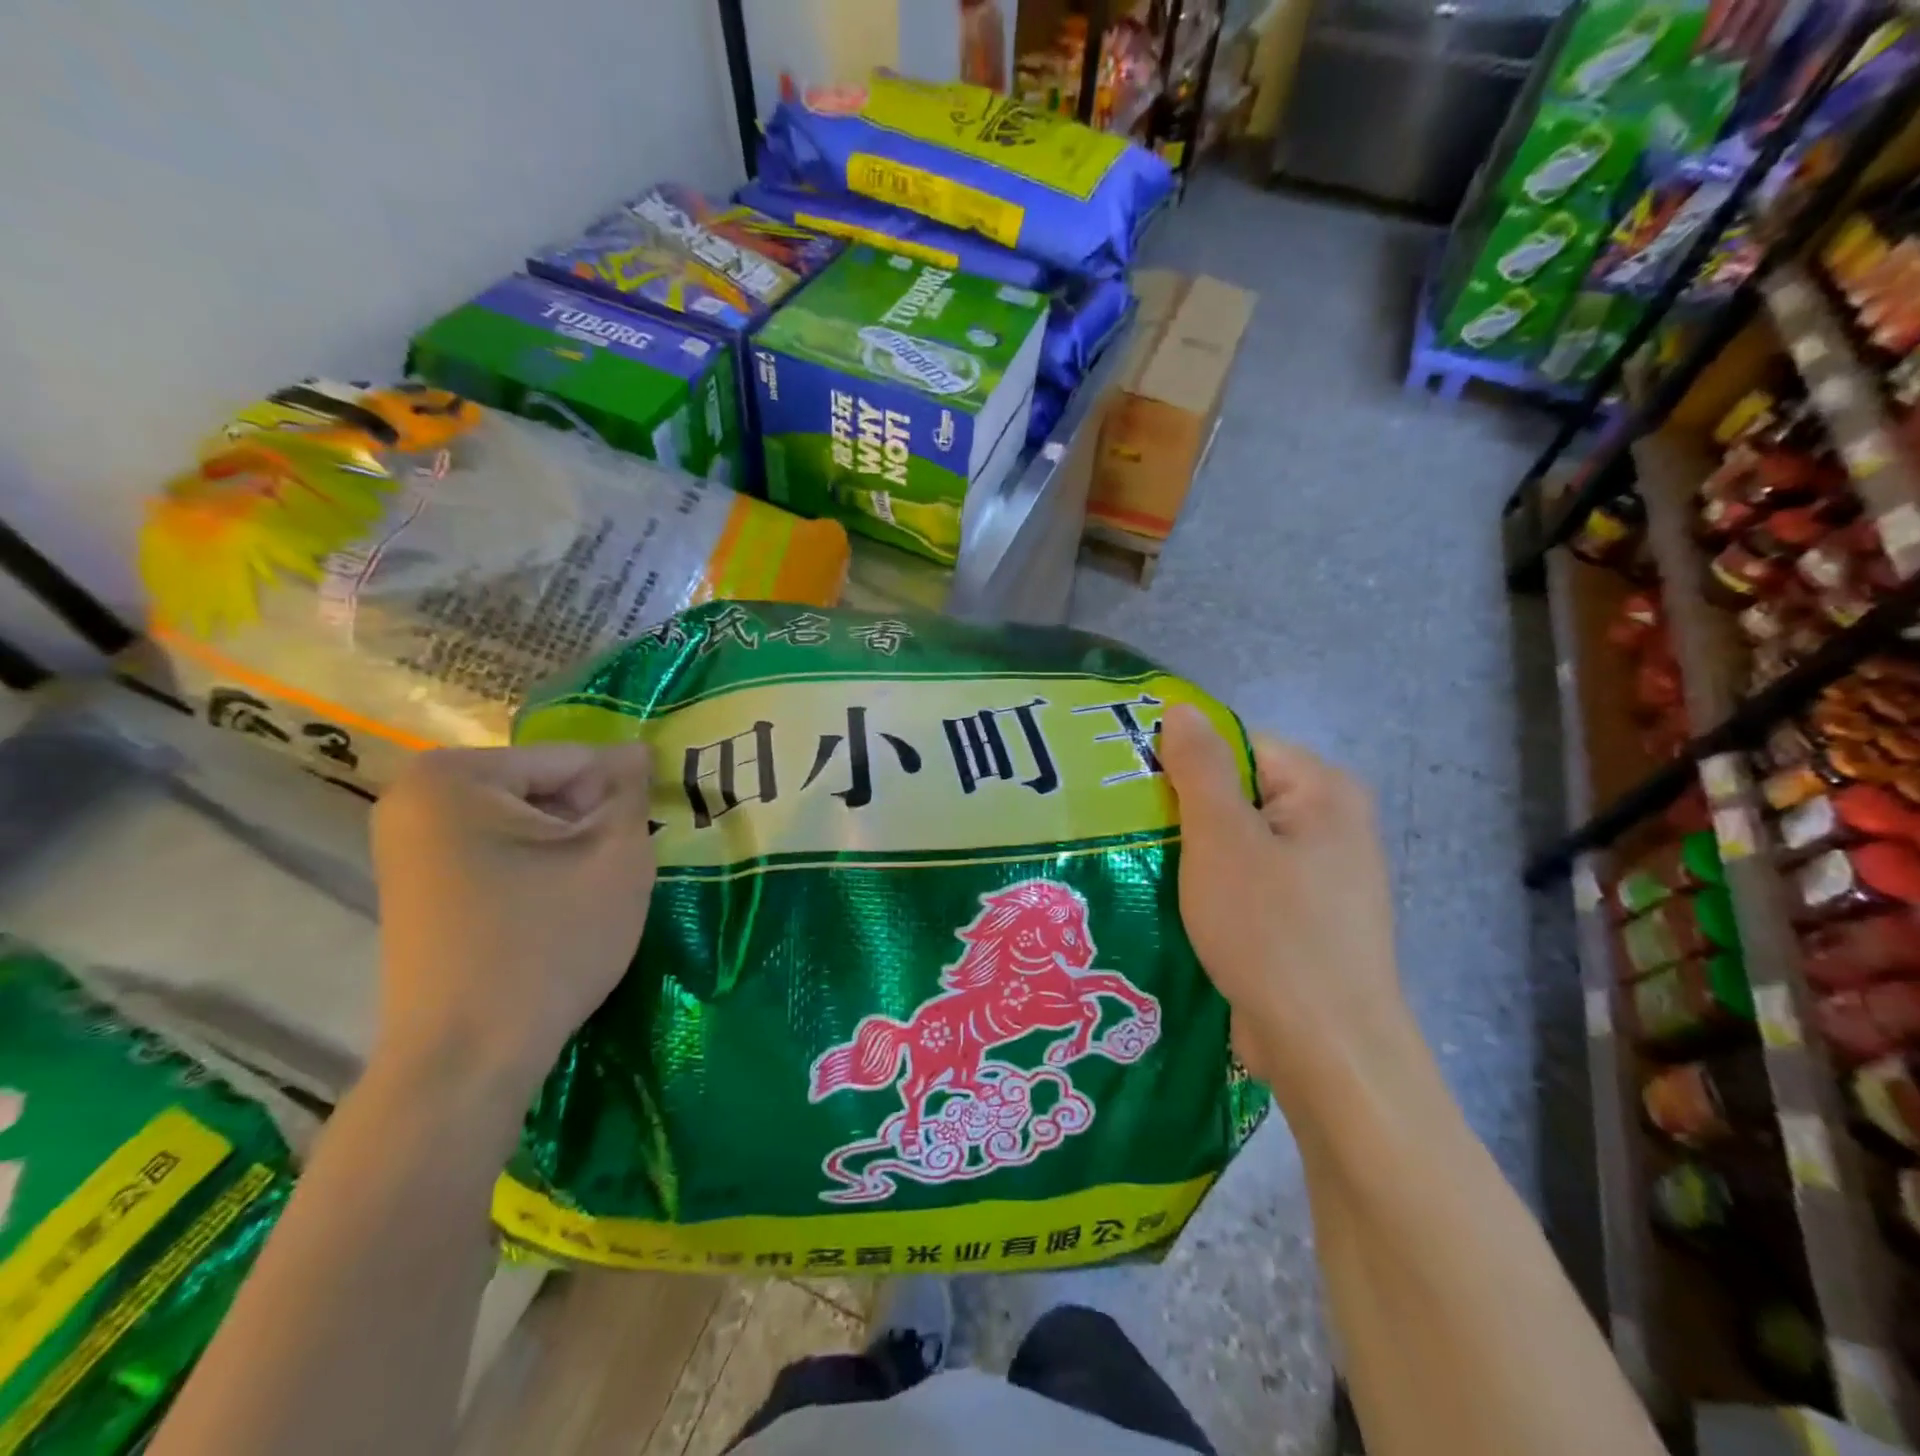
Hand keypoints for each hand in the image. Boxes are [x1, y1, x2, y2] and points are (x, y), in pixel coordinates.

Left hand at [369, 744, 656, 1109]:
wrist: (466, 1060)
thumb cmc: (548, 944)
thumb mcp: (615, 856)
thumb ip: (630, 791)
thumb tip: (637, 751)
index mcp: (454, 777)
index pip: (571, 760)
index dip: (620, 796)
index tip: (645, 835)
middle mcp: (414, 799)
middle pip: (543, 788)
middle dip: (590, 821)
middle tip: (620, 868)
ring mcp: (408, 846)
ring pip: (524, 822)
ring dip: (569, 846)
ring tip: (593, 892)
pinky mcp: (416, 888)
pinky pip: (498, 852)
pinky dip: (538, 869)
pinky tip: (559, 910)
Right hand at [1159, 705, 1415, 1104]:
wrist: (1326, 1050)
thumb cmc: (1271, 930)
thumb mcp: (1222, 838)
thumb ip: (1199, 767)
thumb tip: (1181, 708)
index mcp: (1324, 790)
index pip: (1240, 746)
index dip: (1184, 762)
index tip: (1132, 789)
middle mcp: (1333, 825)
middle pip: (1240, 794)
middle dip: (1184, 812)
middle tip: (1129, 831)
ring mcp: (1323, 877)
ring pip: (1239, 843)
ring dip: (1193, 854)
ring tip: (1143, 867)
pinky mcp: (1307, 920)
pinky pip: (1250, 884)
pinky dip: (1213, 889)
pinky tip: (1176, 906)